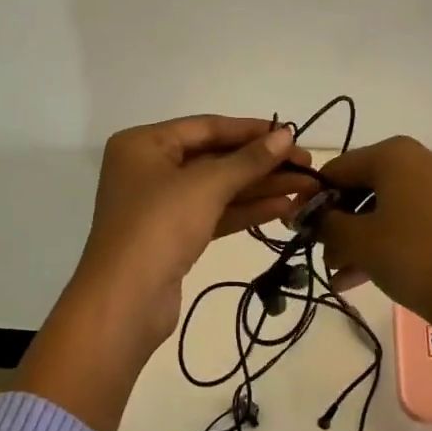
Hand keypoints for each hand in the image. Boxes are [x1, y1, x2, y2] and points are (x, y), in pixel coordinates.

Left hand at [70, 115, 313, 352]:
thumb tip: (286, 135)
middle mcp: (149, 168)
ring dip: (260, 187)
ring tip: (306, 188)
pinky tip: (283, 208)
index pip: (207, 127)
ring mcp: (160, 205)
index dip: (251, 130)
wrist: (124, 303)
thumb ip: (249, 160)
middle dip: (261, 163)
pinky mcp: (173, 236)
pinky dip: (246, 210)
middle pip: (214, 158)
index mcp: (144, 144)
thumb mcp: (207, 185)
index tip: (291, 134)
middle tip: (307, 166)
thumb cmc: (159, 226)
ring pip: (218, 188)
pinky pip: (214, 213)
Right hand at [317, 135, 431, 327]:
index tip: (296, 227)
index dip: (313, 199)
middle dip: (337, 223)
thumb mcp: (356, 239)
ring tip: (336, 273)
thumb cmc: (410, 255)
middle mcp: (417, 159)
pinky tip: (357, 277)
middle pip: (361, 187)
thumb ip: (325, 222)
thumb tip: (309, 216)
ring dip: (356, 237)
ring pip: (382, 207)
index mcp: (394, 153)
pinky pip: (404, 219)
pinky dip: (381, 241)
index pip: (337, 169)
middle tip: (319, 254)